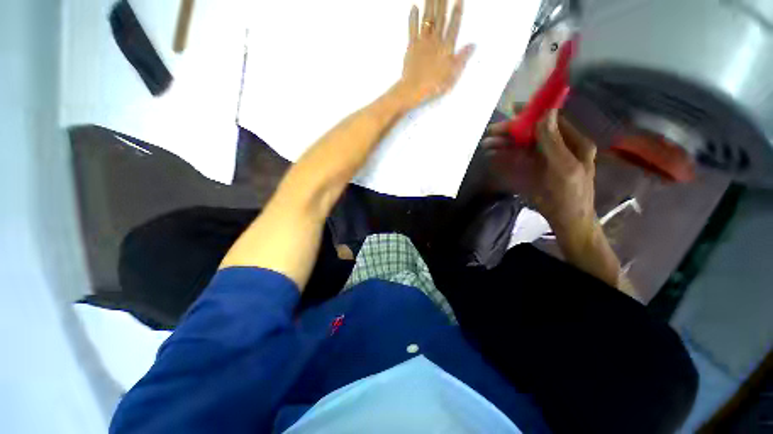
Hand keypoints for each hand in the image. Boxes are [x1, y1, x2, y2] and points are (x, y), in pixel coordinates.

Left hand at [397, 0, 474, 106]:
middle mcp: (435, 41)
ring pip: (427, 19)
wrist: (414, 89)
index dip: (457, 12)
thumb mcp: (452, 75)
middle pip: (440, 17)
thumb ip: (462, 58)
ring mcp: (423, 42)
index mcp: (446, 48)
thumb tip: (473, 45)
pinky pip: (412, 29)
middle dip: (443, 2)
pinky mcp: (411, 46)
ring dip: (430, 4)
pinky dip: (413, 18)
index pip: (454, 26)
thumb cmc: (434, 85)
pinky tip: (414, 7)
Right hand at [484, 110, 625, 291]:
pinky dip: (505, 156)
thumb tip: (546, 113)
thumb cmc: (569, 196)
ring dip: (505, 145)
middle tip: (490, 133)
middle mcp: (557, 147)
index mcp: (572, 143)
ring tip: (486, 145)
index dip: (532, 115)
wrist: (566, 221)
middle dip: (511, 133)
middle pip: (532, 134)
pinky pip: (518, 159)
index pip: (551, 122)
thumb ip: (554, 142)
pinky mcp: (534, 171)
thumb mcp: (564, 168)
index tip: (512, 111)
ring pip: (522, 147)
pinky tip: (493, 155)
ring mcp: (544, 160)